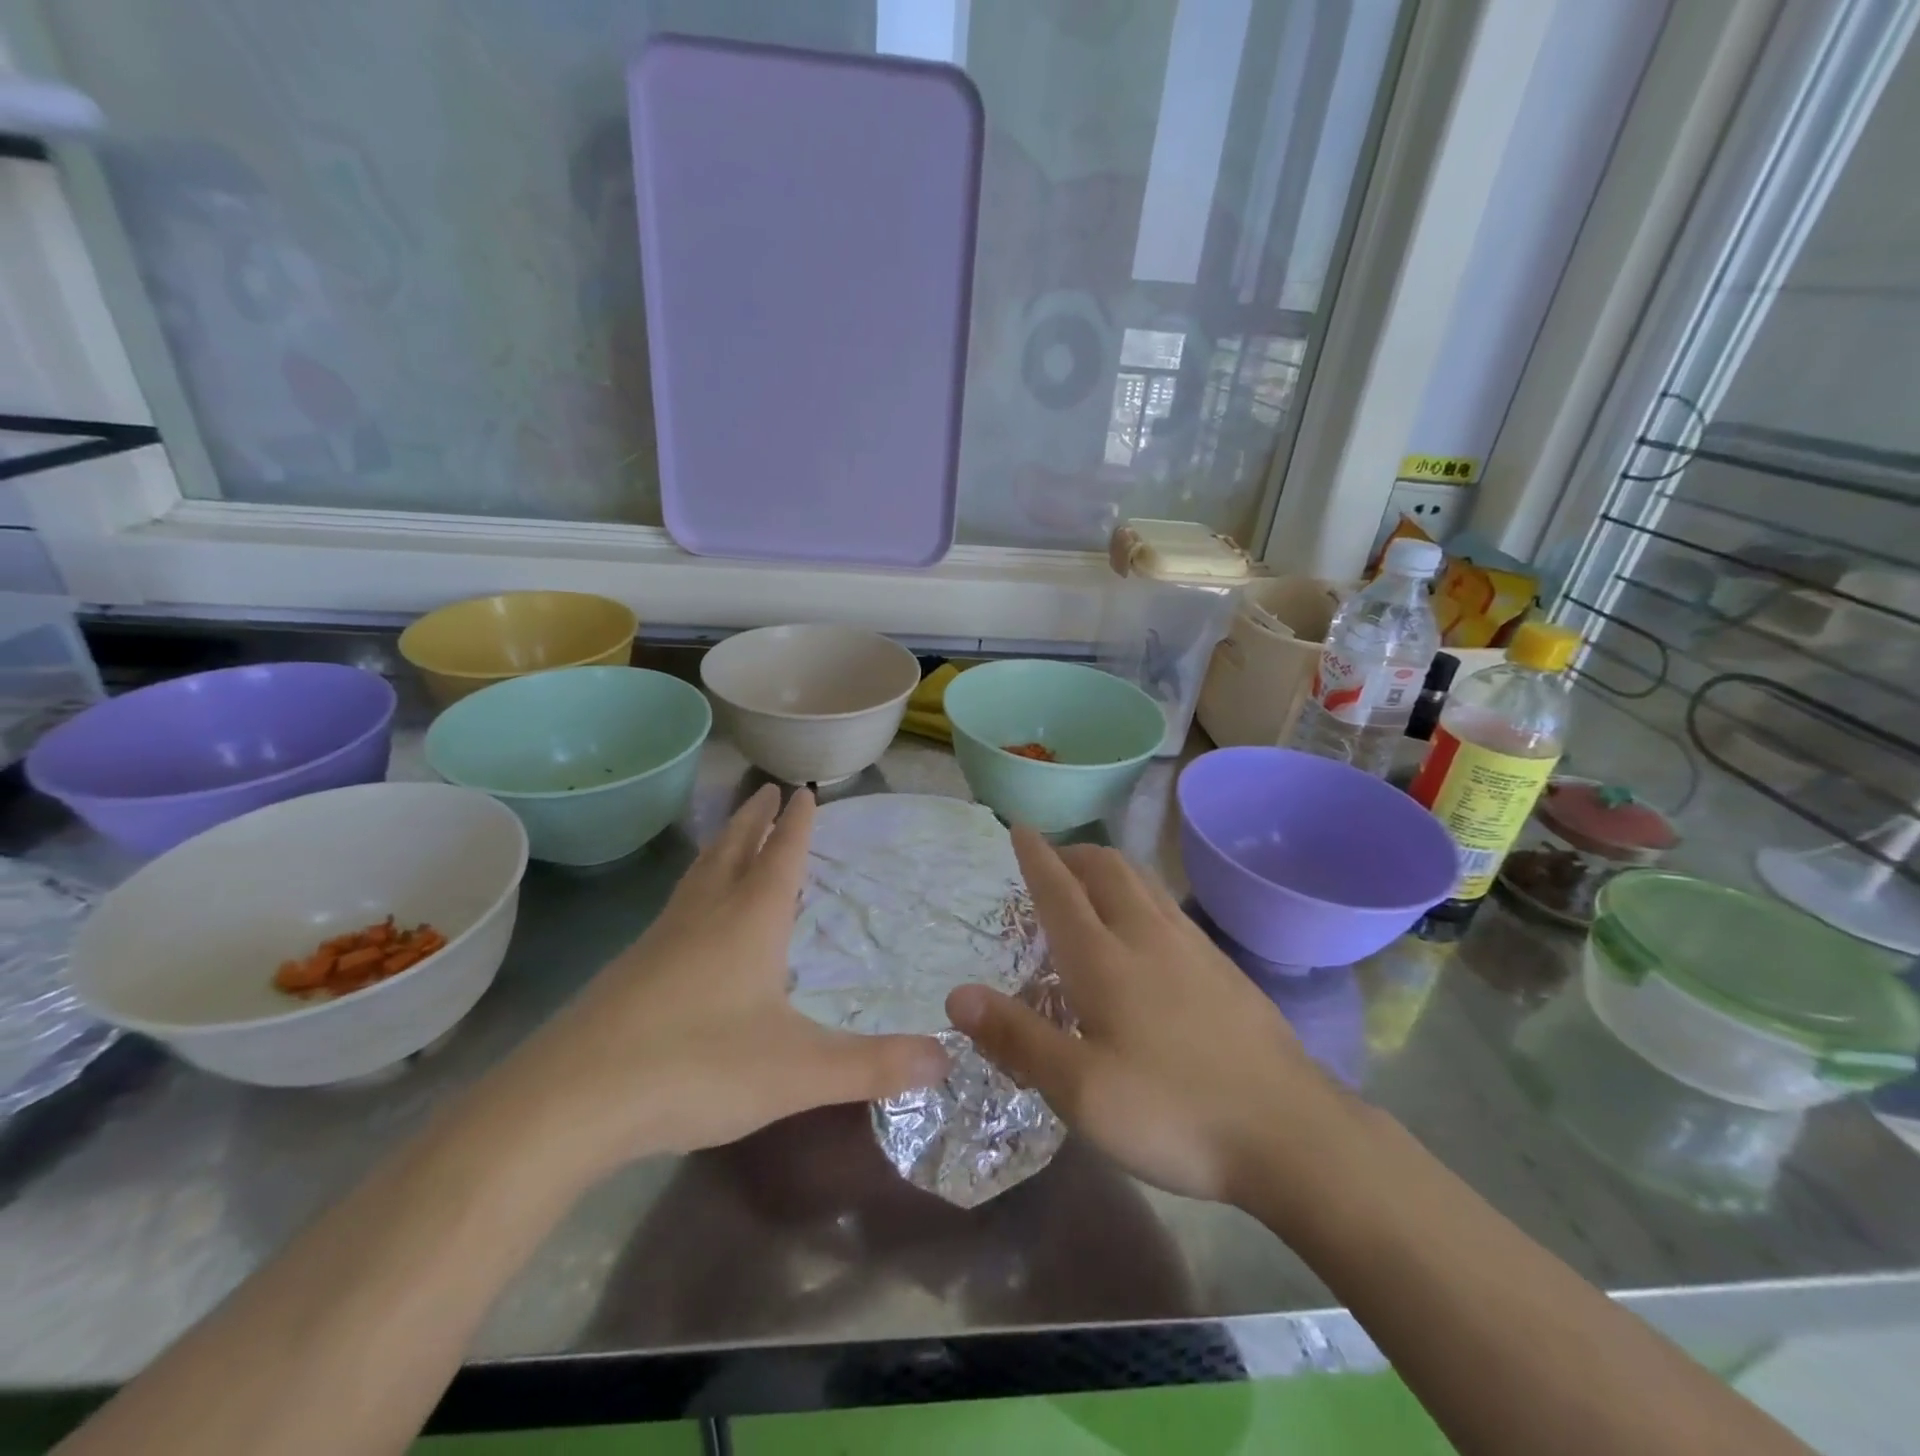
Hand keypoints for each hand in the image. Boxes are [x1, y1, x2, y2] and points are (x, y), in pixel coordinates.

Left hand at [487, 785, 949, 1175]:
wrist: (568, 1103)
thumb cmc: (696, 1067)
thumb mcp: (799, 1071)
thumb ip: (873, 1065)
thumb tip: (947, 1059)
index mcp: (749, 921)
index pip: (781, 855)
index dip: (797, 823)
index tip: (803, 789)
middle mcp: (704, 916)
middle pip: (734, 850)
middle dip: (755, 819)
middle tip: (767, 791)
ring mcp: (660, 941)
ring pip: (699, 877)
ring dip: (722, 847)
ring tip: (733, 837)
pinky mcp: (629, 972)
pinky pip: (676, 910)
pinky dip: (696, 891)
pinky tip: (692, 920)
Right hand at [946, 831, 1355, 1209]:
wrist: (1291, 1132)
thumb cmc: (1173, 1112)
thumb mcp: (1080, 1090)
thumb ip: (1017, 1037)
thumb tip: (957, 993)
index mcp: (1104, 959)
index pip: (1060, 889)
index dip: (1035, 856)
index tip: (1019, 827)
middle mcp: (1147, 936)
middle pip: (1107, 868)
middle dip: (1073, 854)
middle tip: (1051, 863)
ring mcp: (1193, 947)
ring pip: (1143, 883)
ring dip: (1109, 870)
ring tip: (1092, 887)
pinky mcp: (1224, 967)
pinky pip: (1169, 908)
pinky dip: (1141, 897)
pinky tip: (1146, 934)